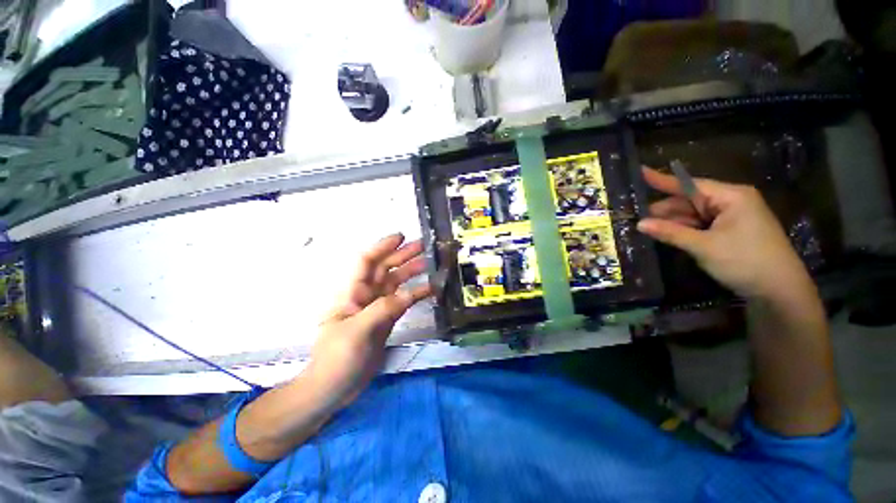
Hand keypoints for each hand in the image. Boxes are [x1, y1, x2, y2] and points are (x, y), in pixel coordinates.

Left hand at [305, 234, 431, 409]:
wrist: (334, 388)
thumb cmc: (337, 358)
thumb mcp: (357, 331)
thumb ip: (383, 309)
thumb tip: (409, 293)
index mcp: (352, 292)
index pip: (366, 261)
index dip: (382, 247)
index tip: (401, 237)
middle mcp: (365, 295)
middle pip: (385, 269)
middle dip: (402, 256)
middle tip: (424, 247)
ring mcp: (377, 308)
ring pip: (396, 283)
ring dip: (412, 272)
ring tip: (431, 264)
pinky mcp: (387, 320)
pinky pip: (403, 301)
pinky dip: (415, 294)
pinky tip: (430, 289)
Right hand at [636, 167, 812, 300]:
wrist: (779, 290)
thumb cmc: (745, 261)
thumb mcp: (704, 246)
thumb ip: (671, 233)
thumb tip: (639, 224)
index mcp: (731, 196)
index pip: (690, 184)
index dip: (663, 180)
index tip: (640, 172)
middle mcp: (731, 201)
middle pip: (690, 200)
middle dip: (666, 209)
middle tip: (636, 215)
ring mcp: (731, 216)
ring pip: (694, 214)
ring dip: (673, 221)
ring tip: (646, 227)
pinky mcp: (730, 231)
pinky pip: (701, 225)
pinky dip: (684, 229)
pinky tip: (666, 234)